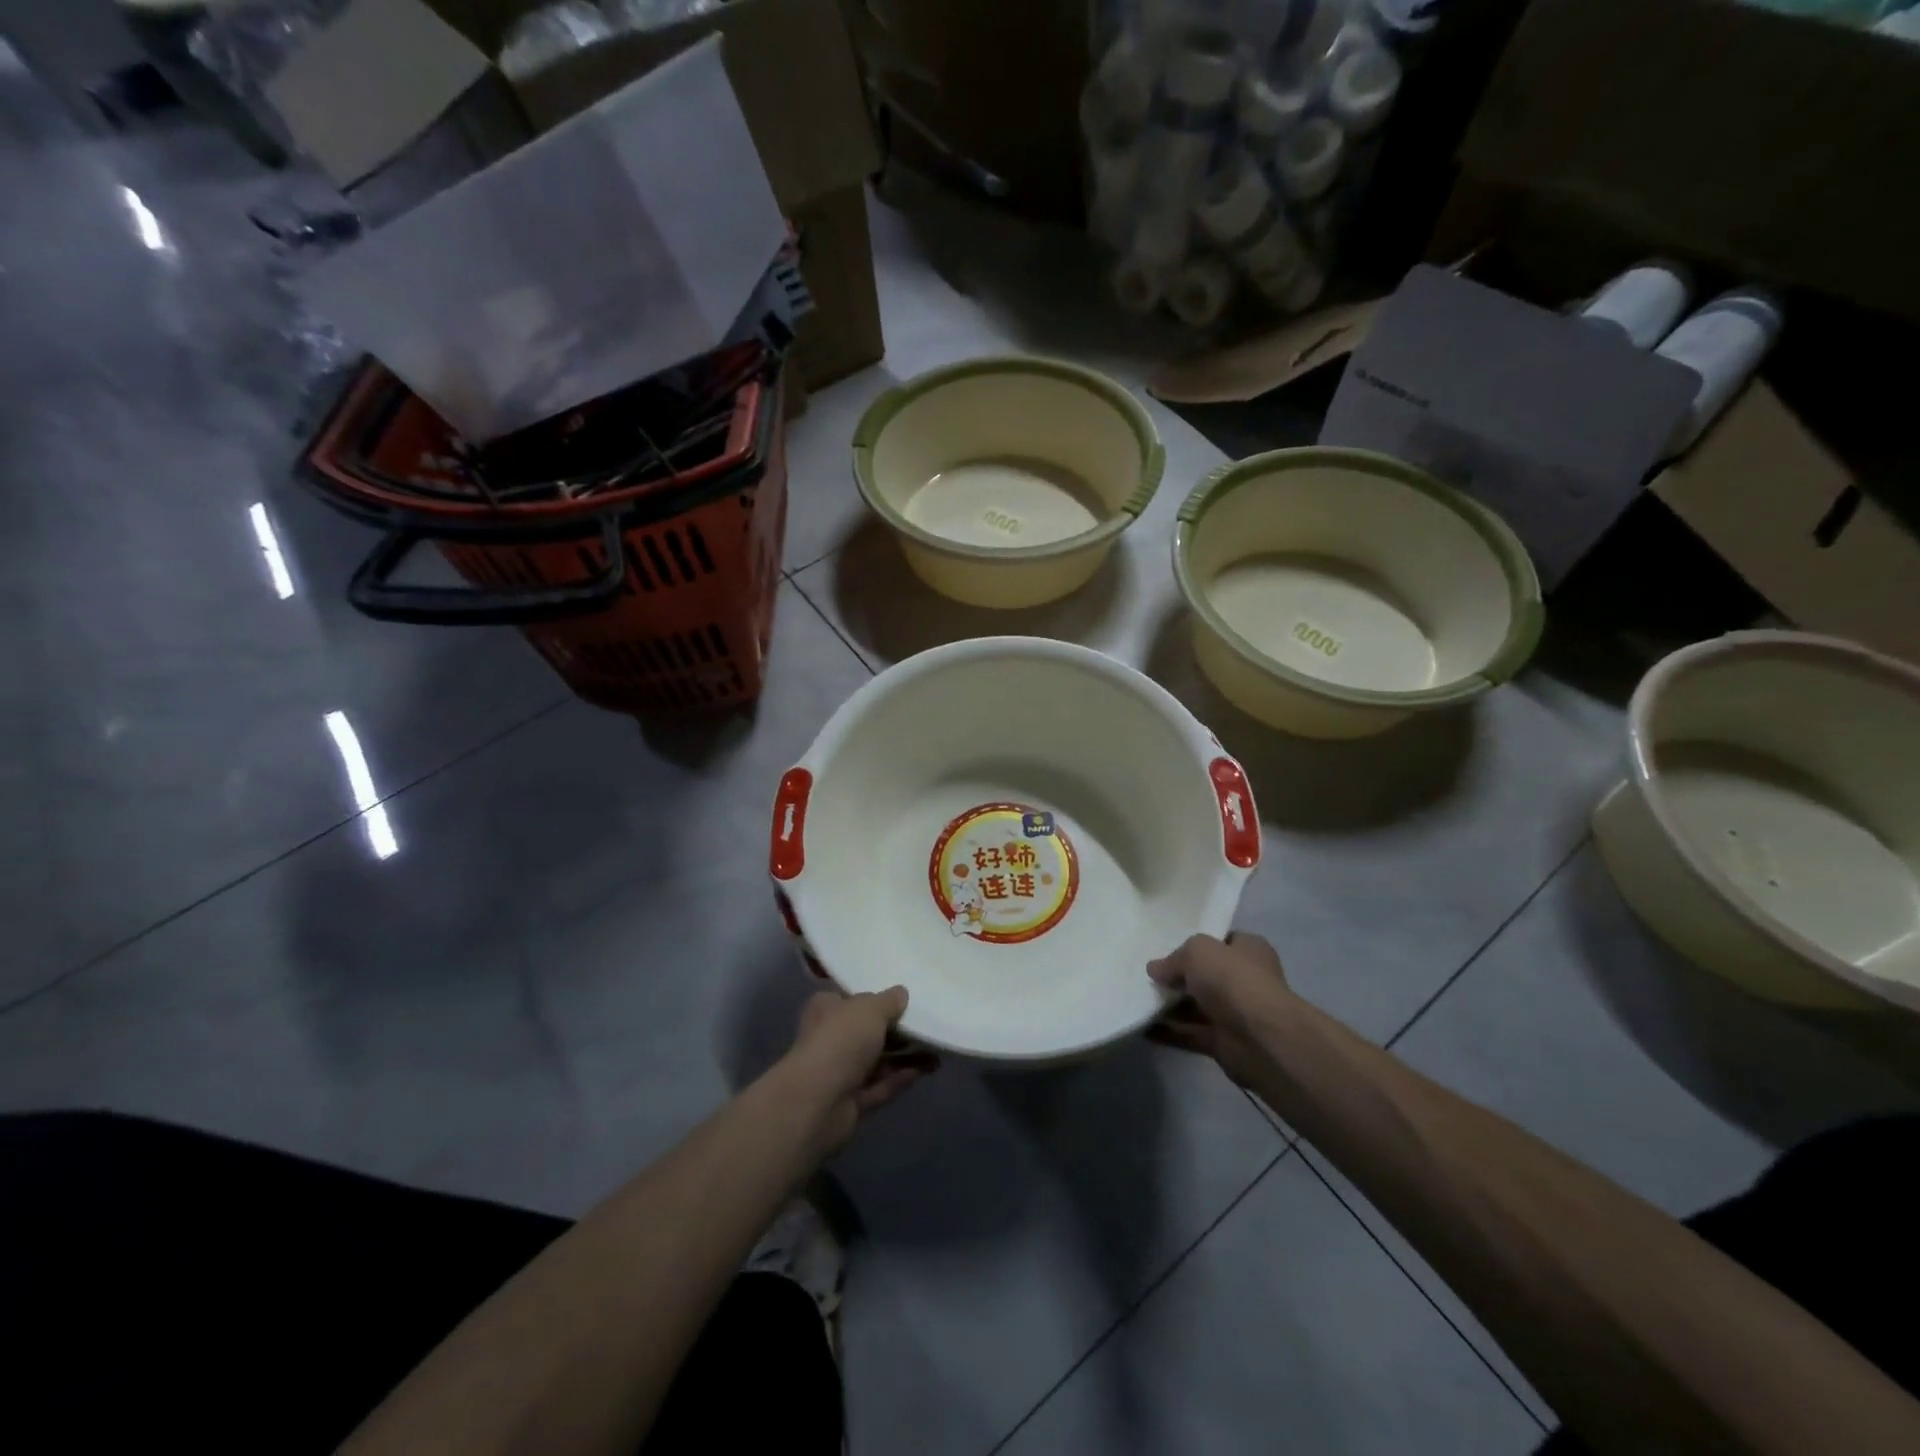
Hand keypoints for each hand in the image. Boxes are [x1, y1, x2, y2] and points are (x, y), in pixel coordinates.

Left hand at [780, 988, 937, 1155]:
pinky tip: (927, 1070)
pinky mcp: (851, 1102)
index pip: (852, 999)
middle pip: (869, 1032)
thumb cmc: (840, 1040)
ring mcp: (840, 1073)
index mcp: (827, 1010)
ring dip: (905, 1056)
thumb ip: (888, 1001)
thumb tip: (901, 993)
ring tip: (937, 1050)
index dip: (876, 998)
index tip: (905, 998)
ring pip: (878, 1061)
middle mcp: (831, 1039)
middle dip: (898, 1030)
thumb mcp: (869, 1009)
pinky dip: (901, 1078)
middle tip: (928, 1025)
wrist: (816, 1102)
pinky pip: (881, 1086)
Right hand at [1147, 933, 1293, 1086]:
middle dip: (1178, 976)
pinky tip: (1143, 1027)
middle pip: (1205, 975)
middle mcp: (1245, 979)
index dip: (1195, 943)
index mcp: (1249, 950)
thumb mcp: (1197, 951)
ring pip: (1195, 1006)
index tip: (1166, 946)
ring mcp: (1235, 1013)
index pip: (1221, 941)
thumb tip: (1155, 969)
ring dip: (1169, 1006)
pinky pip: (1190, 1034)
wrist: (1261, 1039)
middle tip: (1146, 975)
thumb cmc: (1233, 980)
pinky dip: (1169, 1032)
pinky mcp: (1224, 1042)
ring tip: (1137, 999)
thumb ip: (1174, 958)